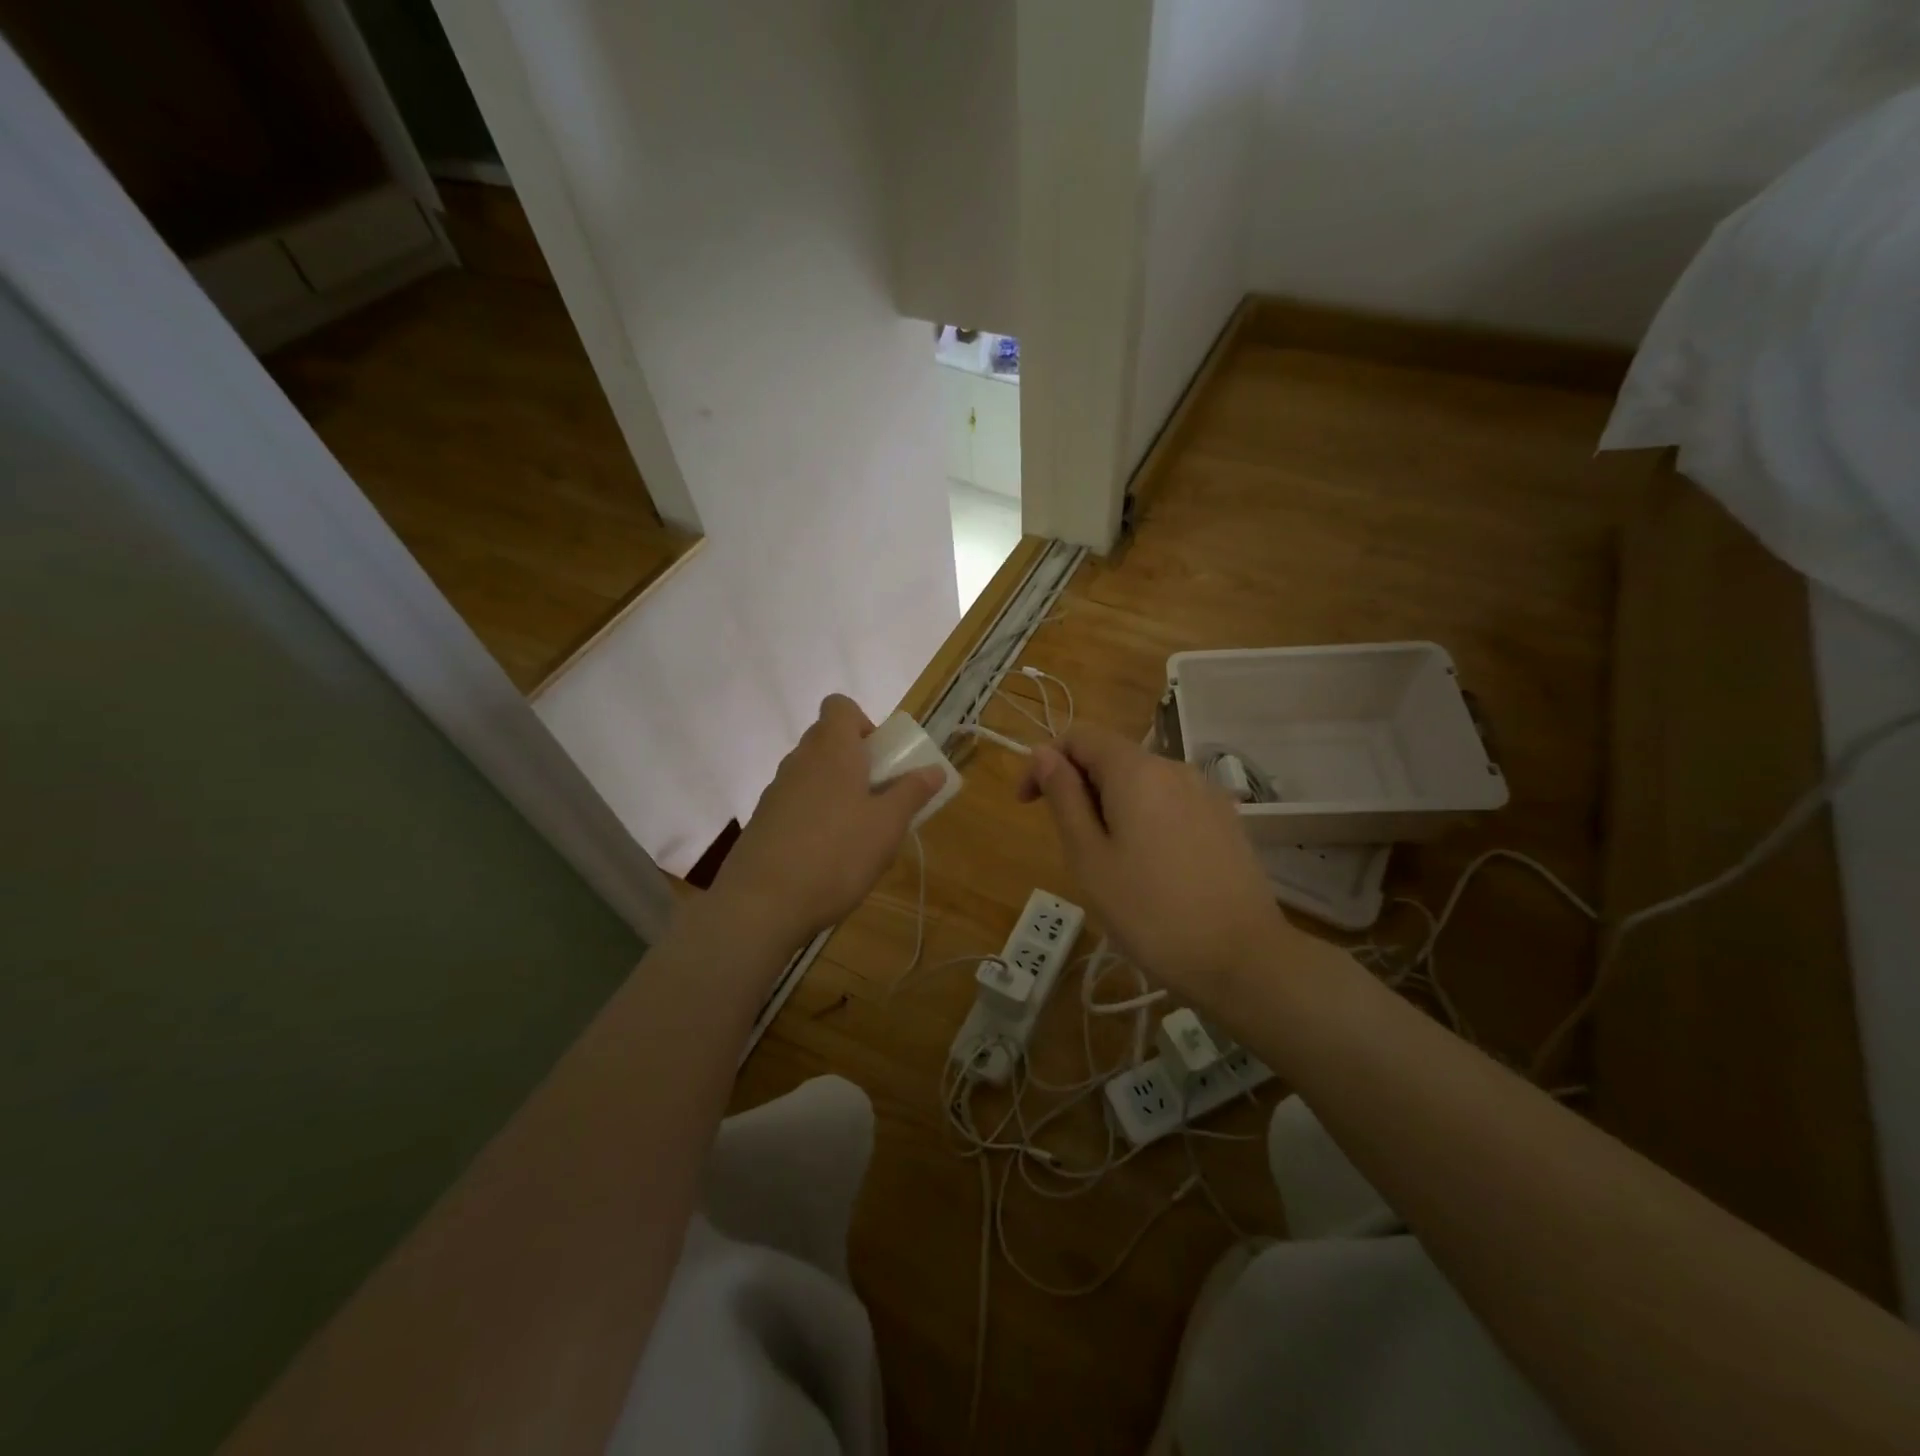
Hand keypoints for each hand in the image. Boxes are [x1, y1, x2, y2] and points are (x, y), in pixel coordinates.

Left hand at [711, 695, 942, 946]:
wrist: (761, 904)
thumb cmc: (836, 855)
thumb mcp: (887, 826)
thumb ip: (912, 793)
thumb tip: (933, 769)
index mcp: (832, 751)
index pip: (839, 706)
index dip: (863, 723)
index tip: (881, 757)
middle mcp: (800, 761)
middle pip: (826, 740)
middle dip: (855, 760)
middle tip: (879, 797)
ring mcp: (776, 791)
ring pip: (811, 774)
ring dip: (836, 790)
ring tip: (858, 833)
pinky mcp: (763, 822)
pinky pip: (796, 803)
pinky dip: (814, 816)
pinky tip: (828, 856)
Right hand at [1019, 724, 1296, 1000]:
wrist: (1243, 959)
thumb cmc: (1150, 911)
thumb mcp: (1089, 857)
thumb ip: (1064, 797)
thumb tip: (1044, 753)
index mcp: (1136, 771)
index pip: (1079, 737)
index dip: (1045, 762)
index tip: (1028, 805)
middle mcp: (1174, 768)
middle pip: (1113, 757)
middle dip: (1080, 788)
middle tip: (1072, 848)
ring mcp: (1206, 793)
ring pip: (1143, 783)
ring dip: (1112, 807)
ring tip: (1110, 864)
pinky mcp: (1226, 820)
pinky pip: (1171, 804)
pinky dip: (1145, 819)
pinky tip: (1151, 869)